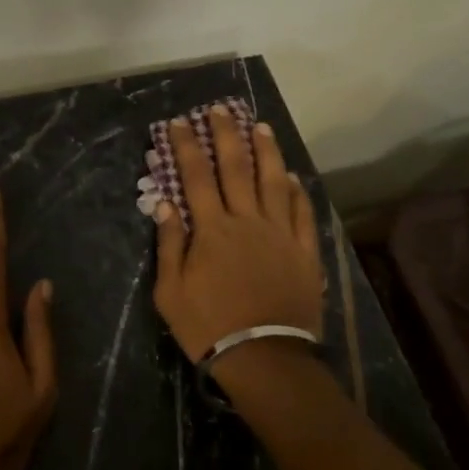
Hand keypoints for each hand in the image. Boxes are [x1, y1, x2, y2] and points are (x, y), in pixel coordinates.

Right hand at [152, 106, 323, 362]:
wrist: (265, 360)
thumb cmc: (209, 326)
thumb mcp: (171, 291)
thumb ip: (170, 244)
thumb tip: (164, 203)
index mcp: (212, 229)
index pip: (196, 175)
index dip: (186, 145)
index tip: (179, 122)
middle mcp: (247, 221)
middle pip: (235, 168)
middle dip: (226, 134)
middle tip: (221, 109)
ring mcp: (280, 234)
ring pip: (273, 181)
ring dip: (265, 151)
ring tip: (260, 126)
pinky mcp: (304, 252)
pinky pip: (301, 213)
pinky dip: (296, 191)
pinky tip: (291, 176)